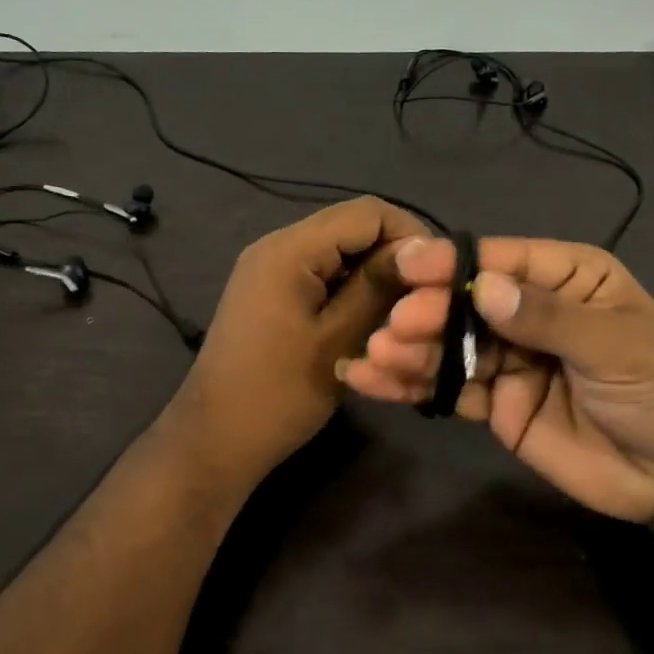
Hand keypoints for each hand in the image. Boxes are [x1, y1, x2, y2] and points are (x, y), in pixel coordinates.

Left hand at [169, 197, 428, 490]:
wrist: (216, 441)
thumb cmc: (278, 395)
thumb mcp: (338, 339)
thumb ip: (379, 287)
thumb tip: (424, 249)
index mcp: (289, 249)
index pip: (367, 212)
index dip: (410, 236)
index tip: (437, 279)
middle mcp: (277, 247)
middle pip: (353, 230)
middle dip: (393, 260)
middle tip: (423, 304)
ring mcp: (270, 270)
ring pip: (340, 255)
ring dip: (373, 280)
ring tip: (400, 317)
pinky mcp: (271, 294)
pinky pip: (321, 276)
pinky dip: (349, 293)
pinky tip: (369, 325)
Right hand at [339, 237, 653, 537]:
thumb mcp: (615, 345)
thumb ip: (547, 318)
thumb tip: (483, 289)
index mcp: (566, 277)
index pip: (499, 260)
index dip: (451, 262)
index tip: (406, 267)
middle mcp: (530, 311)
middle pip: (466, 303)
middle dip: (427, 312)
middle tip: (395, 328)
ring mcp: (510, 359)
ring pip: (450, 346)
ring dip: (410, 350)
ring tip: (372, 357)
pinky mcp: (497, 405)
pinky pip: (452, 390)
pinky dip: (413, 387)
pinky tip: (373, 383)